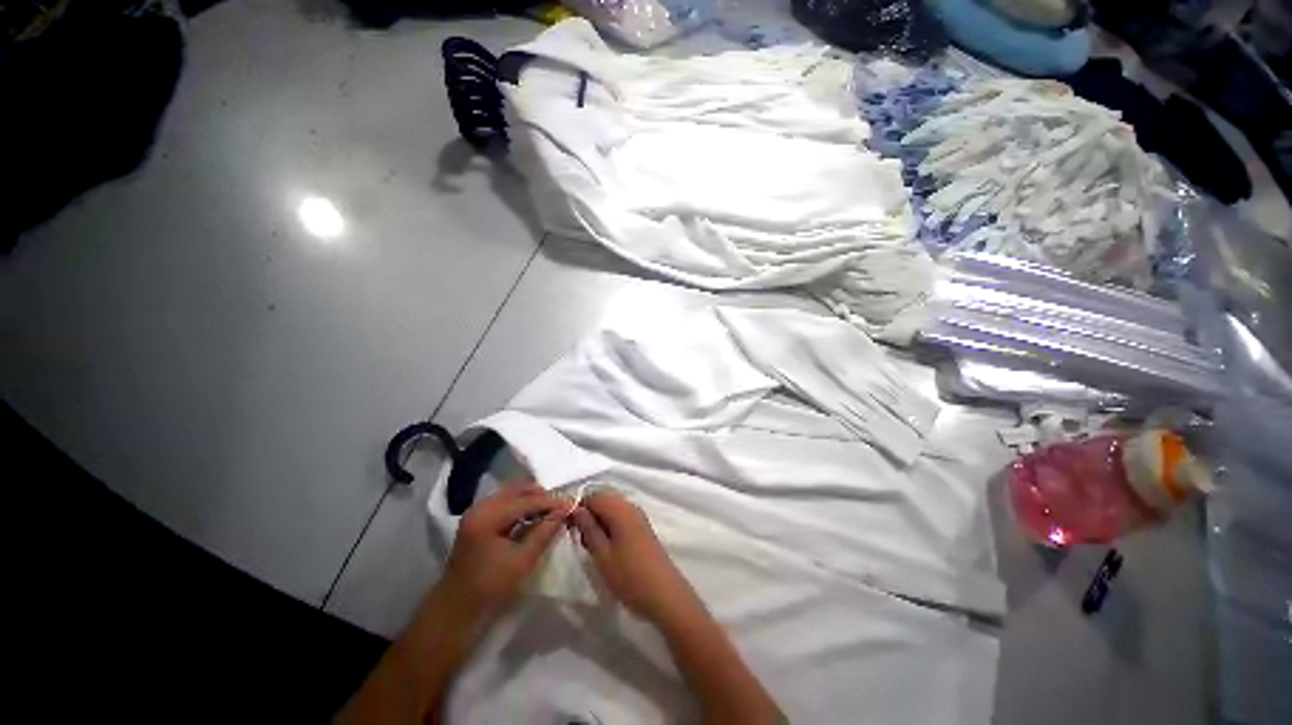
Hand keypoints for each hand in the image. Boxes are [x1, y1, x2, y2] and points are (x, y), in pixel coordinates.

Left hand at [439, 482, 568, 623]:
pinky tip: (534, 516)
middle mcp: (480, 506)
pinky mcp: (478, 518)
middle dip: (542, 496)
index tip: (573, 504)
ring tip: (551, 512)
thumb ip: (545, 532)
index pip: (527, 500)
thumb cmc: (489, 589)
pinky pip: (505, 502)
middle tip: (562, 507)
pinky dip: (521, 505)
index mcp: (488, 516)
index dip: (552, 502)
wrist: (454, 610)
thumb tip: (565, 512)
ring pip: (512, 493)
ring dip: (532, 499)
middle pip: (518, 489)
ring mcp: (477, 511)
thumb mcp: (522, 561)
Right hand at [571, 491, 699, 622]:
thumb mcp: (602, 555)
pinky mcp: (642, 528)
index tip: (568, 528)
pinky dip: (609, 527)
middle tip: (580, 539)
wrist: (665, 595)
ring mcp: (638, 517)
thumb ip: (588, 528)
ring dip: (599, 522)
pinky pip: (620, 518)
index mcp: (620, 509)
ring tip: (592, 547)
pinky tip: (606, 548)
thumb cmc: (630, 576)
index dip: (578, 507)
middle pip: (604, 499)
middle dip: (588, 514)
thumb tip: (576, 509)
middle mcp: (631, 506)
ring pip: (612, 509)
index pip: (593, 495)